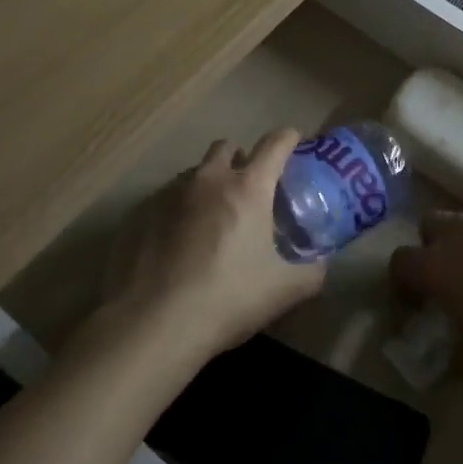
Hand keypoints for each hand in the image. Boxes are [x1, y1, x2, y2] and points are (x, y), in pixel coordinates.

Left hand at [103, 130, 325, 365]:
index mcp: (248, 187)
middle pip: (227, 147)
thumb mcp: (283, 291)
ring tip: (212, 218)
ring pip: (195, 172)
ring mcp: (170, 193)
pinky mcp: (141, 213)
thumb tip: (321, 263)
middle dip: (241, 158)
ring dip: (208, 183)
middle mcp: (209, 179)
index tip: (293, 142)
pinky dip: (179, 210)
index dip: (288, 138)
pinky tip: (179, 243)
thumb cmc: (227, 299)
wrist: (153, 324)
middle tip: (249, 186)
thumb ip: (311, 272)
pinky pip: (167, 198)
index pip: (274, 144)